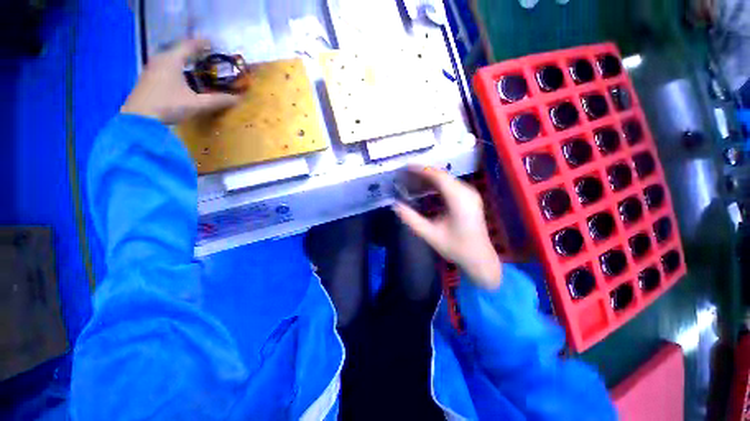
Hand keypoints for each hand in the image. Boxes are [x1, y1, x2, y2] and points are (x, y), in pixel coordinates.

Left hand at [121, 39, 239, 124]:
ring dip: (183, 60)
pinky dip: (175, 68)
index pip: (189, 46)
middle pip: (178, 50)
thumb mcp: (197, 104)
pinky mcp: (147, 79)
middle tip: (205, 55)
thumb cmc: (169, 105)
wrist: (139, 119)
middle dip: (192, 52)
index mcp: (172, 60)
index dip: (201, 44)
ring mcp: (151, 69)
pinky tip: (180, 76)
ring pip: (170, 59)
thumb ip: (218, 100)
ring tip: (194, 65)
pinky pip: (164, 67)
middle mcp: (160, 60)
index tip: (212, 43)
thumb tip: (238, 99)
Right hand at [394, 167, 501, 289]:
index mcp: (459, 199)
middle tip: (405, 176)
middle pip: (442, 176)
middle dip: (422, 174)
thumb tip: (395, 205)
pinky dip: (436, 185)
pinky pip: (450, 186)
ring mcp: (469, 194)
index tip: (405, 168)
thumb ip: (411, 219)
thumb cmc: (456, 248)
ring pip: (446, 180)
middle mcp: (466, 192)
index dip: (421, 170)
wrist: (479, 258)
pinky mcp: (469, 198)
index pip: (438, 176)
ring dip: (428, 179)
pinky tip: (425, 189)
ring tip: (411, 181)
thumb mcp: (430, 234)